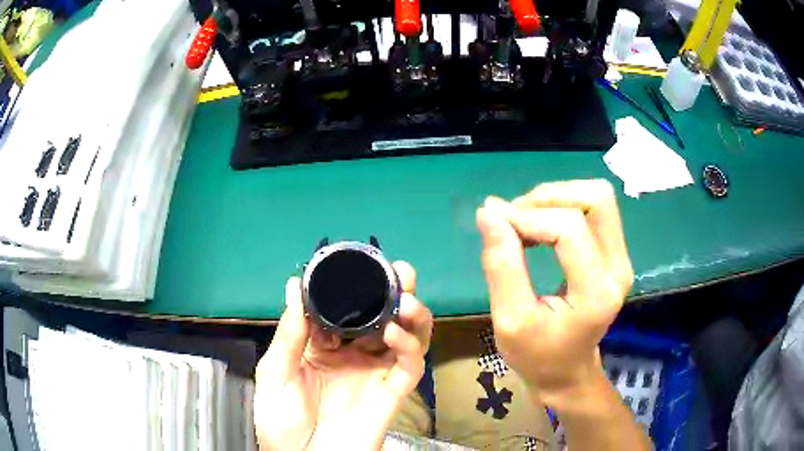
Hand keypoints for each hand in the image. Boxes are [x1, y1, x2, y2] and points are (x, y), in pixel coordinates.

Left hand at [253, 261, 432, 450]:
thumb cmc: (281, 419)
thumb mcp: (275, 372)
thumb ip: (290, 331)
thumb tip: (295, 284)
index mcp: (324, 348)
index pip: (346, 310)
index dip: (356, 288)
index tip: (361, 265)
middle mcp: (354, 356)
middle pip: (381, 318)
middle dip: (394, 292)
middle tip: (401, 270)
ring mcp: (375, 374)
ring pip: (406, 338)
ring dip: (411, 315)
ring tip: (405, 297)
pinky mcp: (391, 393)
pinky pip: (409, 366)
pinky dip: (409, 347)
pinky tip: (393, 333)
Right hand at [476, 179, 633, 406]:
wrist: (567, 371)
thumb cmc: (536, 355)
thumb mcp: (509, 320)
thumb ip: (501, 265)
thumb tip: (489, 211)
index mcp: (596, 293)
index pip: (568, 228)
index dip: (527, 217)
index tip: (493, 223)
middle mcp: (618, 268)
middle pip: (595, 198)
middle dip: (548, 197)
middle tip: (514, 218)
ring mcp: (622, 258)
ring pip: (597, 197)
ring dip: (556, 198)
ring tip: (526, 220)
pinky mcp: (617, 253)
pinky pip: (595, 209)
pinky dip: (563, 206)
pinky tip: (540, 226)